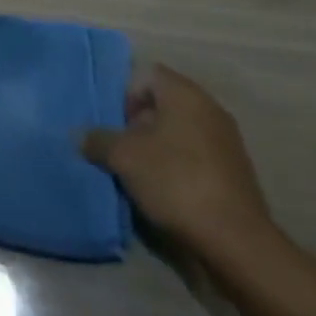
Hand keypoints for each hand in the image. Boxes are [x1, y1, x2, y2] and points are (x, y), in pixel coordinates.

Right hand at [80, 62, 274, 257]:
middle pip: (162, 103)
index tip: (113, 123)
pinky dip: (176, 165)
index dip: (124, 94)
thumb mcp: (124, 157)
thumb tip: (81, 135)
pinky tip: (163, 190)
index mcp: (185, 94)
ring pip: (178, 131)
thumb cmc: (175, 181)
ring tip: (137, 172)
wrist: (235, 240)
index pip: (146, 74)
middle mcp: (209, 108)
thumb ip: (98, 139)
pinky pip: (194, 154)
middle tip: (119, 148)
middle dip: (137, 123)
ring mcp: (226, 140)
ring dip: (155, 146)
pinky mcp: (233, 170)